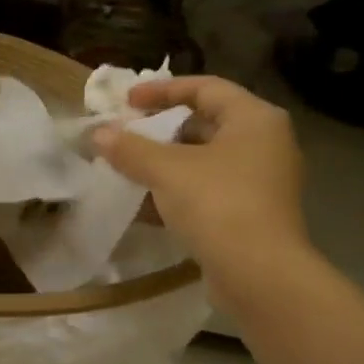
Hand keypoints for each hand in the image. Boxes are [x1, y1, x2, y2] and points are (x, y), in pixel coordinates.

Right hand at [92, 76, 311, 280]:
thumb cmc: (218, 204)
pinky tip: (142, 205)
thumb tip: (98, 134)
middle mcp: (264, 144)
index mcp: (254, 119)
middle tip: (125, 135)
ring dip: (164, 164)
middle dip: (160, 130)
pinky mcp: (251, 214)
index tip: (126, 102)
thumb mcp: (166, 170)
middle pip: (204, 123)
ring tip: (126, 169)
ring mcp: (260, 181)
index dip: (162, 91)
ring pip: (204, 160)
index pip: (205, 87)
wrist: (259, 275)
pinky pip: (208, 190)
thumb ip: (130, 148)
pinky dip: (177, 192)